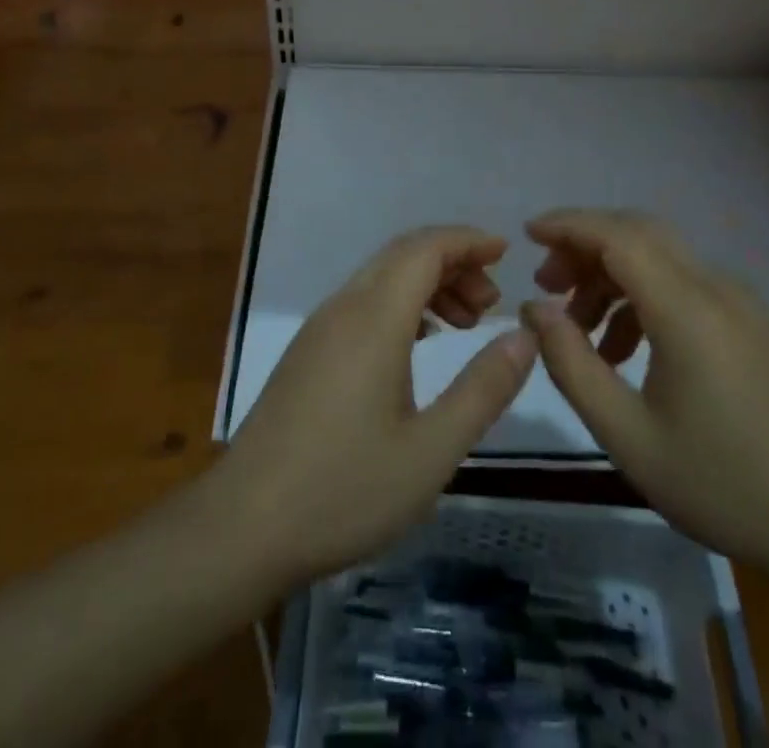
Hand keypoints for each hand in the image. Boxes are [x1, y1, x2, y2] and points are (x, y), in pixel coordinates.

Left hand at [217, 226, 537, 588]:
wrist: (244, 527)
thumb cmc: (344, 490)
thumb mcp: (431, 451)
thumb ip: (483, 389)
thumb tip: (524, 335)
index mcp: (374, 318)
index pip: (425, 248)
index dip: (468, 241)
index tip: (507, 253)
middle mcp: (344, 308)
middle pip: (403, 255)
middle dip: (454, 262)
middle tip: (492, 304)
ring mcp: (320, 328)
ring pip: (382, 277)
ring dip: (428, 284)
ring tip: (465, 324)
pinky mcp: (309, 352)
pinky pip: (364, 302)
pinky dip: (402, 305)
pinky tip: (421, 344)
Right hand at [518, 208, 768, 574]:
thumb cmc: (722, 485)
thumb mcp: (628, 436)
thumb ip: (572, 364)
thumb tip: (534, 309)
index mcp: (688, 310)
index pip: (619, 236)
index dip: (569, 226)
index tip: (527, 234)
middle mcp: (717, 288)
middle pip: (640, 232)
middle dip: (586, 244)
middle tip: (546, 282)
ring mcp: (741, 303)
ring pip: (662, 256)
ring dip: (613, 273)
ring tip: (578, 324)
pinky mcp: (752, 322)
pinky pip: (685, 283)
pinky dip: (643, 294)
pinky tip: (625, 348)